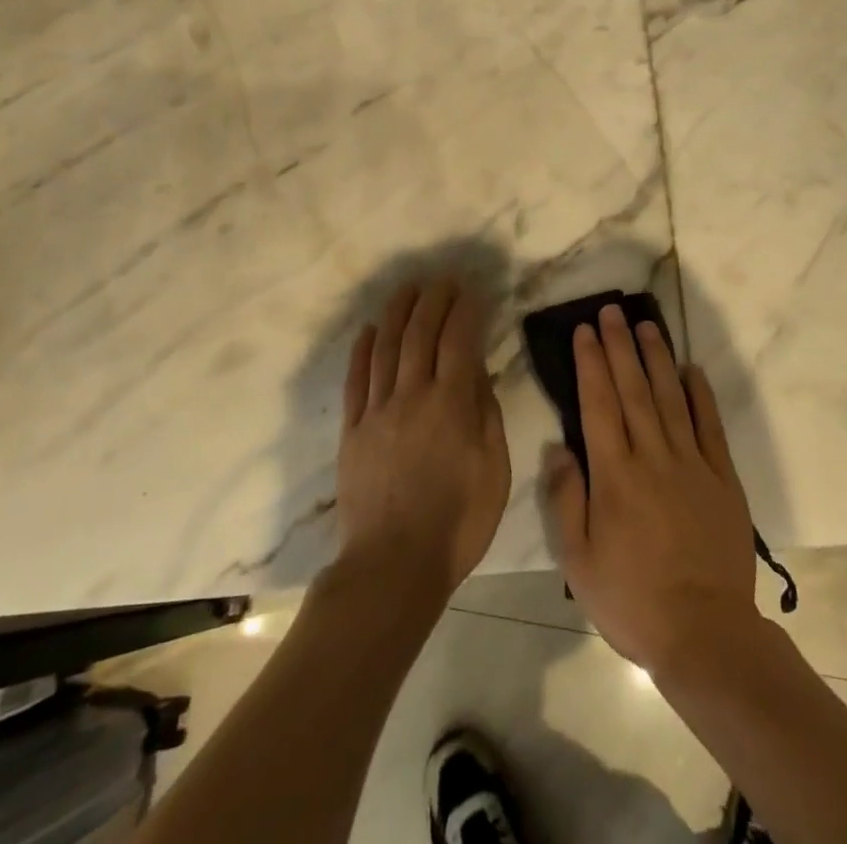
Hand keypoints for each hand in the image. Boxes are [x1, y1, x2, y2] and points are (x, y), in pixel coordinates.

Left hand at [335, 277, 509, 599]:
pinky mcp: (352, 430)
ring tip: (407, 289)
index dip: (466, 310)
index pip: (459, 340)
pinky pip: (355, 380)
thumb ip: (486, 414)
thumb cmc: (458, 522)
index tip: (473, 291)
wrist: (394, 566)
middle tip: (443, 280)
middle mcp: (412, 396)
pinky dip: (361, 351)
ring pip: (385, 348)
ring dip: (396, 313)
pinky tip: (366, 331)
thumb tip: (477, 371)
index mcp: (451, 404)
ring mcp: (377, 411)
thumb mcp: (494, 469)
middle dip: (433, 301)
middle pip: (420, 334)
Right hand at [541, 305, 759, 675]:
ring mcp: (692, 463)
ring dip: (656, 358)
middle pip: (633, 389)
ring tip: (646, 325)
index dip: (591, 363)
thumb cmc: (632, 599)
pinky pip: (710, 426)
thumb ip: (567, 499)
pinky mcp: (722, 477)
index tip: (585, 331)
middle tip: (611, 311)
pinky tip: (691, 370)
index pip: (599, 404)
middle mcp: (652, 456)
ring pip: (670, 397)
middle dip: (619, 346)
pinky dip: (700, 394)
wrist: (705, 632)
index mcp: (615, 474)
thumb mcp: (579, 561)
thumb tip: (559, 448)